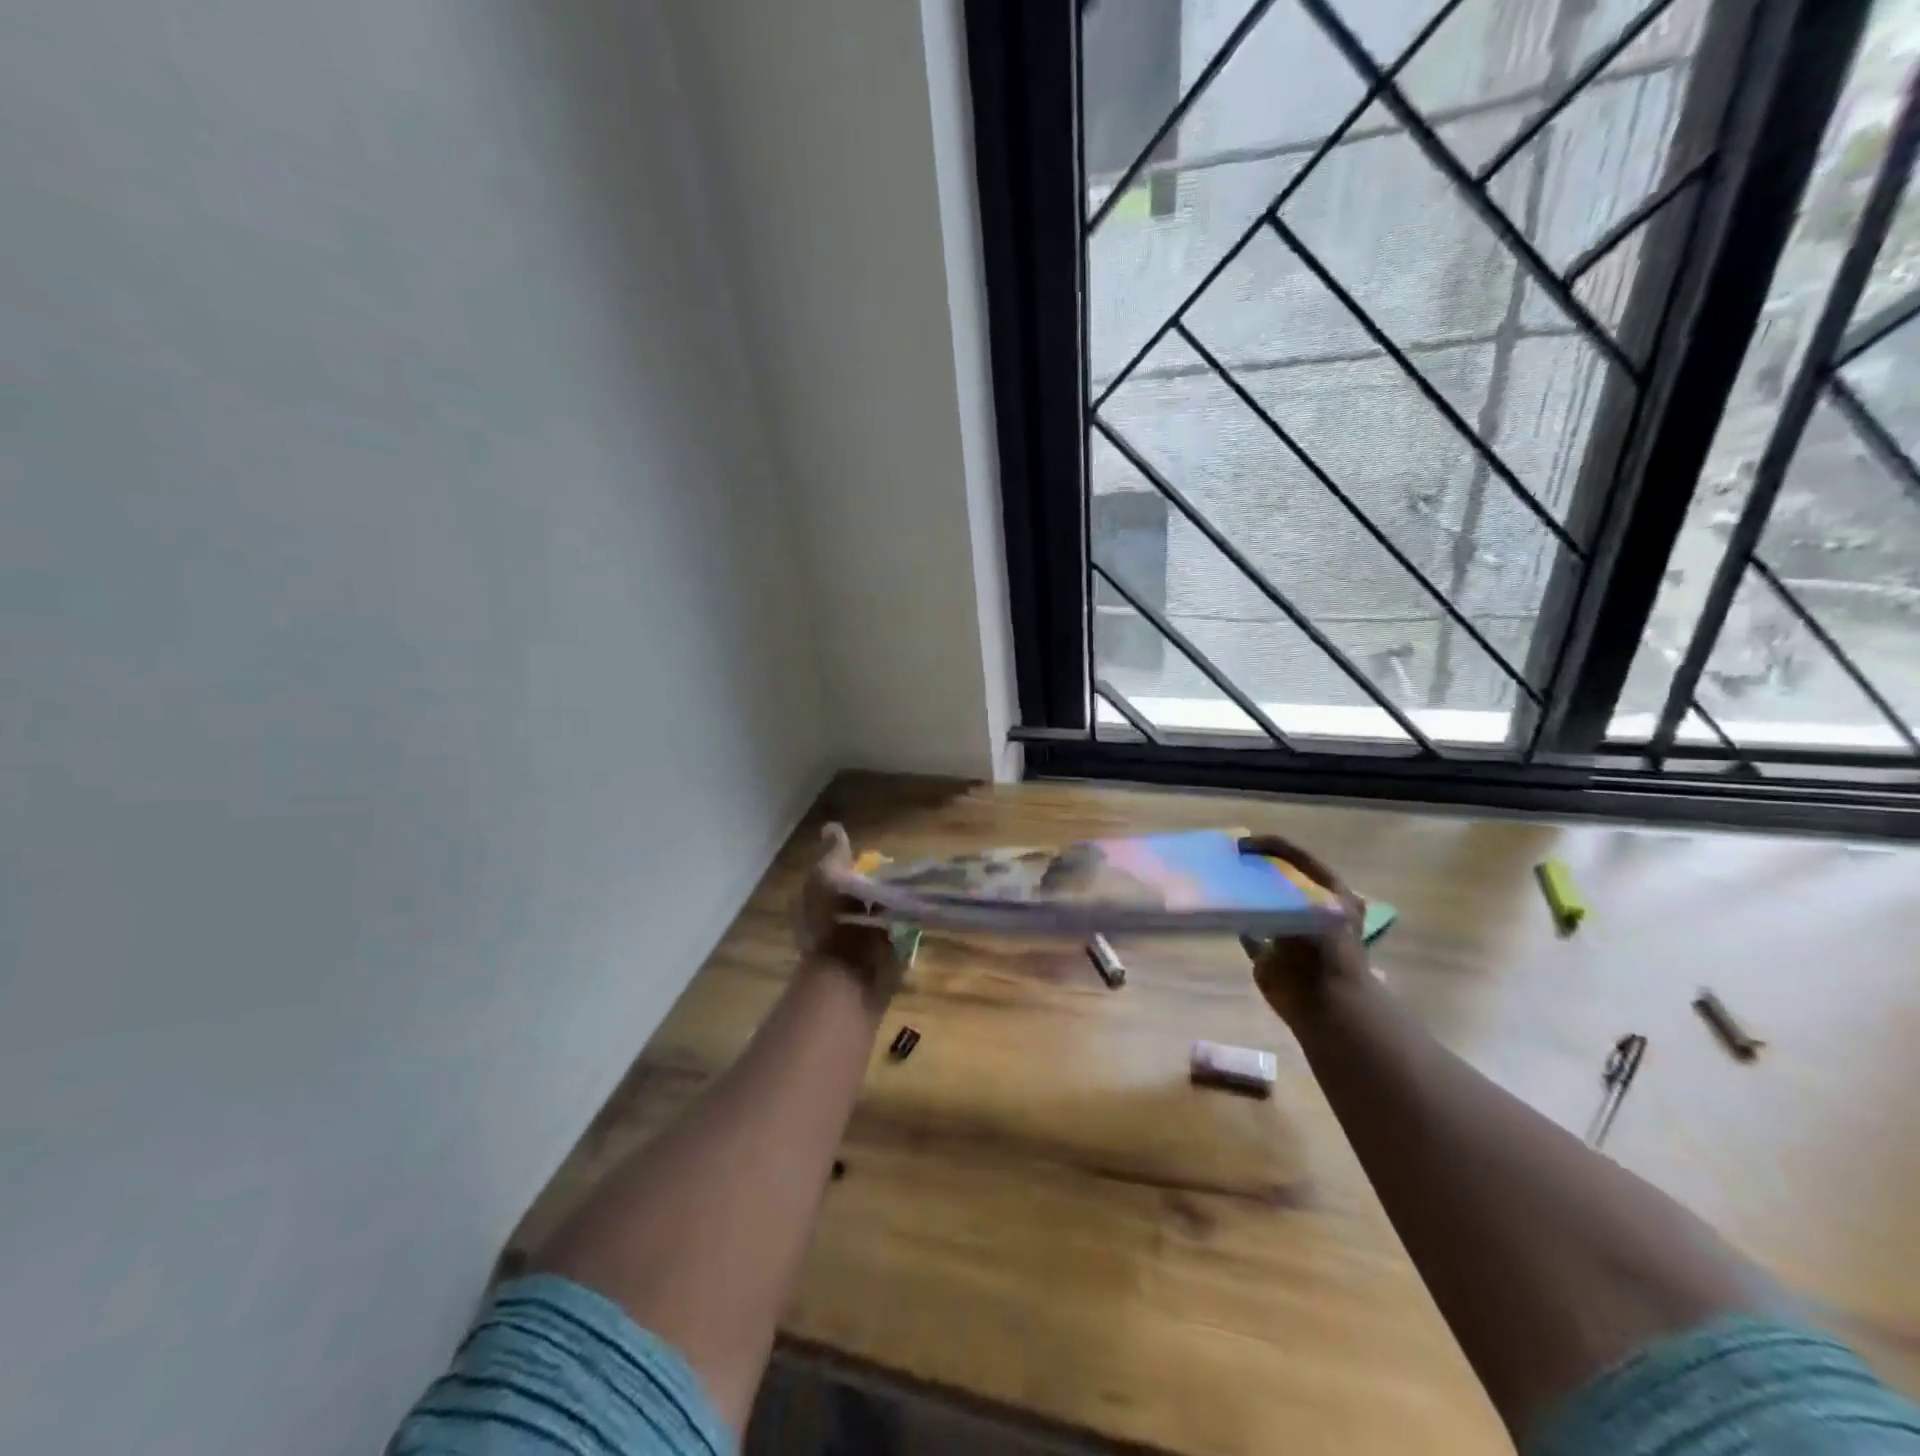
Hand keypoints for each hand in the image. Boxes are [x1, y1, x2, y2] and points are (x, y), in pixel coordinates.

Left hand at [796, 823, 907, 1007]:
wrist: (849, 973)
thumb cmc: (834, 920)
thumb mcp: (828, 875)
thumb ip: (833, 852)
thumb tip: (832, 827)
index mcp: (812, 902)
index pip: (833, 877)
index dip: (852, 868)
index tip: (876, 859)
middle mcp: (828, 923)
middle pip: (855, 898)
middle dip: (873, 888)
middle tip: (899, 875)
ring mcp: (850, 946)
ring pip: (873, 919)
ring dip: (889, 909)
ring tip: (912, 893)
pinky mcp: (873, 964)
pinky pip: (889, 940)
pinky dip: (900, 931)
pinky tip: (914, 917)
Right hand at [1237, 834, 1368, 1027]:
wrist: (1326, 1003)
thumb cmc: (1325, 947)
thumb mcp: (1309, 903)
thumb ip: (1282, 883)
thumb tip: (1250, 865)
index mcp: (1329, 891)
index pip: (1295, 856)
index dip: (1268, 846)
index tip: (1239, 845)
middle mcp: (1310, 908)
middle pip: (1278, 878)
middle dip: (1254, 869)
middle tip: (1228, 860)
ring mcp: (1289, 932)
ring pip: (1262, 904)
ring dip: (1245, 895)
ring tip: (1221, 882)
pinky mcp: (1268, 956)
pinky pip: (1246, 933)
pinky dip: (1236, 923)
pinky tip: (1221, 911)